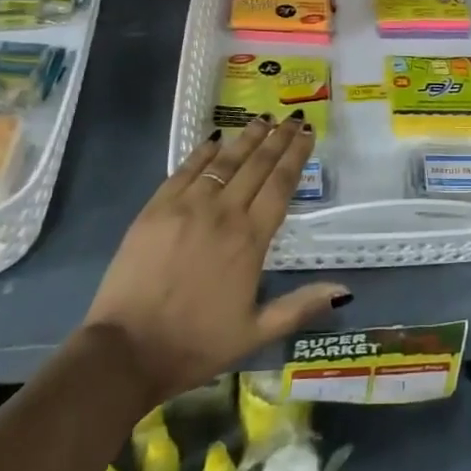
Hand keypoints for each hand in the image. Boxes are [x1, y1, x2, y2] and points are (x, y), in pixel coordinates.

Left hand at [84, 117, 349, 404]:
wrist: (125, 351)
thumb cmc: (195, 344)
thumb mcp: (254, 333)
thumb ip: (299, 306)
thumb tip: (344, 290)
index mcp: (250, 240)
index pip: (280, 185)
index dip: (296, 155)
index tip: (307, 133)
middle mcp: (223, 213)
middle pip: (256, 165)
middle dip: (277, 139)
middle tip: (291, 118)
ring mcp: (186, 206)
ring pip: (224, 161)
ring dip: (246, 138)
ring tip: (262, 120)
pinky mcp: (156, 208)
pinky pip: (185, 170)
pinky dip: (203, 152)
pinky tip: (215, 140)